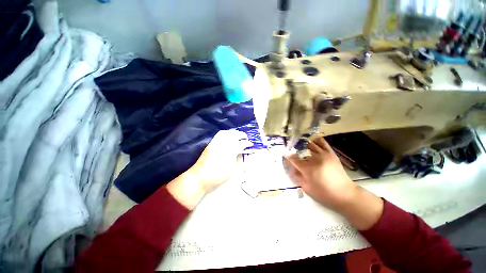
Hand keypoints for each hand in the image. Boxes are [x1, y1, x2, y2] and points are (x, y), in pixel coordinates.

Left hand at [192, 129, 252, 191]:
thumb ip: (236, 158)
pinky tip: (228, 136)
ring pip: (226, 133)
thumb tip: (239, 152)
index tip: (251, 144)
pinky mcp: (211, 144)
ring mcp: (216, 143)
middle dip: (241, 134)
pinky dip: (226, 133)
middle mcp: (222, 144)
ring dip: (233, 132)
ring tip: (237, 134)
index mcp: (229, 152)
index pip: (240, 144)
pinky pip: (219, 135)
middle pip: (233, 135)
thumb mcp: (231, 169)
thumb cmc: (217, 176)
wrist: (200, 177)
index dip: (247, 143)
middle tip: (245, 137)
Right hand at [284, 137, 357, 210]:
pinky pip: (322, 142)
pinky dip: (316, 140)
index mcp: (307, 169)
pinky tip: (312, 141)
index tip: (284, 154)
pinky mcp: (331, 153)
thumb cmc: (324, 193)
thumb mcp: (306, 188)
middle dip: (295, 148)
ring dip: (304, 144)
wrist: (345, 194)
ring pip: (311, 144)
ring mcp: (324, 154)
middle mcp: (315, 159)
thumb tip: (291, 168)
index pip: (293, 158)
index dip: (287, 156)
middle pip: (301, 149)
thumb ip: (297, 176)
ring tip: (301, 145)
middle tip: (292, 149)